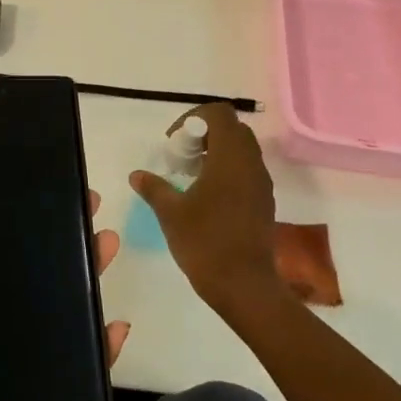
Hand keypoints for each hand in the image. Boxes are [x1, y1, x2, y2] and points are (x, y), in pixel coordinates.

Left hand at [0, 194, 126, 400]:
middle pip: (30, 283)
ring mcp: (9, 369)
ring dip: (83, 286)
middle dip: (61, 248)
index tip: (44, 194)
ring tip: (106, 248)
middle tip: (90, 211)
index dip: (16, 227)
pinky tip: (116, 327)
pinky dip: (95, 353)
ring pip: (56, 320)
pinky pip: (69, 375)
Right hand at [130, 102, 282, 320]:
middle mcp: (251, 165)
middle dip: (204, 134)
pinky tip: (206, 196)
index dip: (194, 118)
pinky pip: (246, 171)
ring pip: (241, 150)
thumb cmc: (205, 242)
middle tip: (181, 155)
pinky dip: (226, 171)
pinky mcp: (263, 202)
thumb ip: (154, 188)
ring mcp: (261, 184)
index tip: (175, 141)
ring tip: (190, 175)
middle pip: (232, 129)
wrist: (244, 286)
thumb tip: (137, 175)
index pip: (219, 114)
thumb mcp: (171, 213)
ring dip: (216, 152)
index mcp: (230, 159)